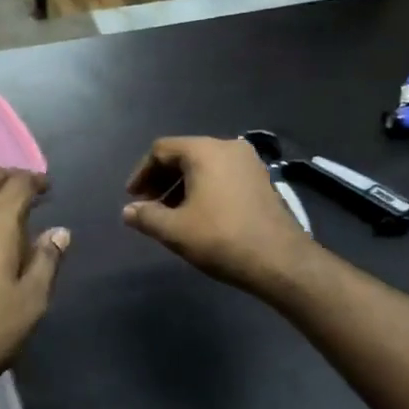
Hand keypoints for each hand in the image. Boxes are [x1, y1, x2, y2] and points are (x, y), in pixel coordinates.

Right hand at [123, 136, 311, 292]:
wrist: (280, 261)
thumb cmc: (222, 238)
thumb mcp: (175, 231)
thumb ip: (146, 217)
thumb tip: (128, 211)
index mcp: (204, 151)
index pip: (161, 150)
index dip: (142, 173)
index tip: (133, 198)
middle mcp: (228, 147)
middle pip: (184, 155)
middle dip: (162, 179)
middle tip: (149, 205)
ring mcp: (249, 163)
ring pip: (204, 166)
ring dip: (182, 186)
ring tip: (171, 214)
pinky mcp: (261, 180)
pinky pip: (222, 175)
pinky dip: (204, 188)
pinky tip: (199, 214)